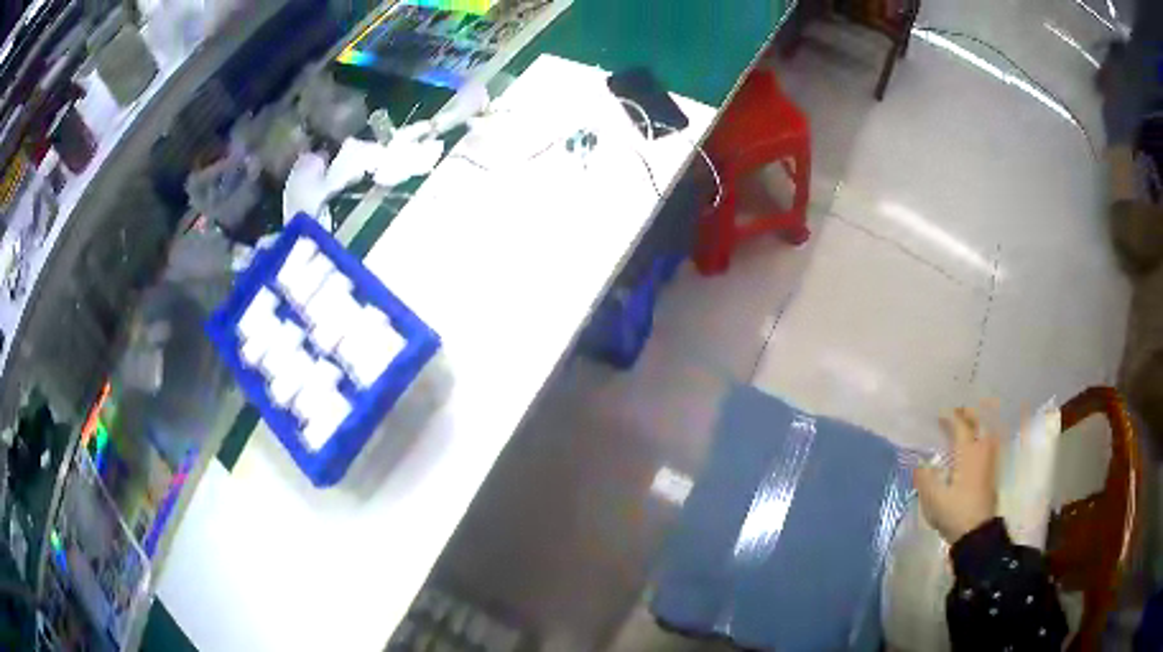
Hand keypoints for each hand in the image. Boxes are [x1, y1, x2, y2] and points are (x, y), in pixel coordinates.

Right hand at [913, 408, 999, 543]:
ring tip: (963, 426)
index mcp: (968, 451)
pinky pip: (986, 445)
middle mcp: (981, 450)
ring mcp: (989, 461)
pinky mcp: (991, 473)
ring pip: (985, 432)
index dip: (949, 416)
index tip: (937, 413)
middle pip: (978, 422)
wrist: (977, 534)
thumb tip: (919, 464)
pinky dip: (979, 439)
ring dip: (975, 425)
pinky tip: (970, 447)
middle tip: (953, 413)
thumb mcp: (933, 498)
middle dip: (966, 414)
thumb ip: (924, 478)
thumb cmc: (955, 512)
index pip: (960, 424)